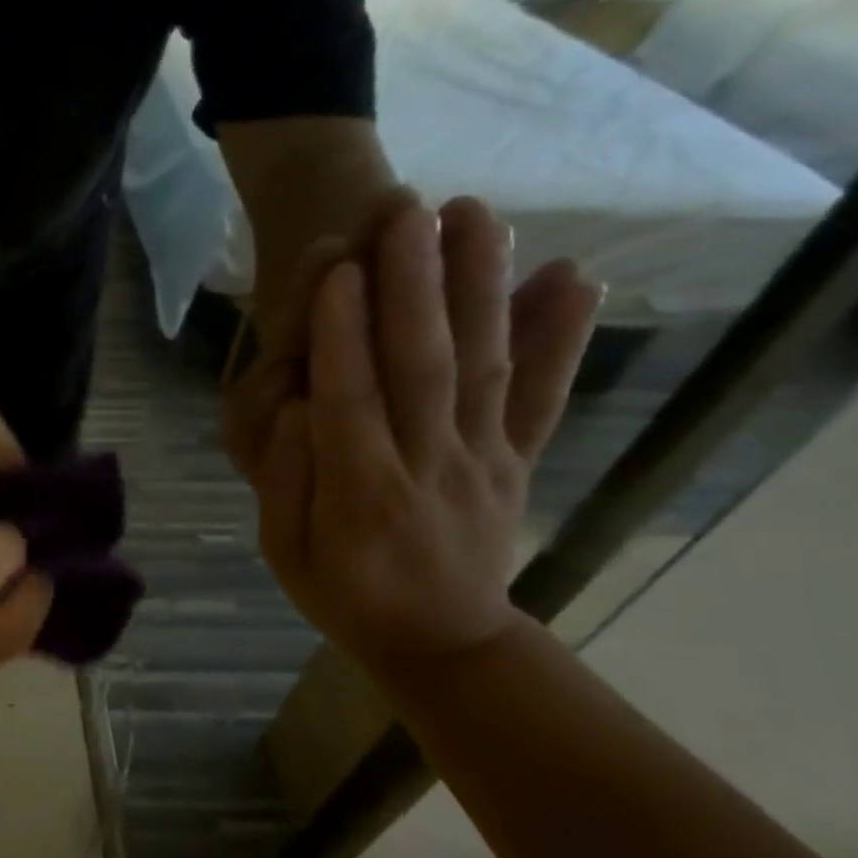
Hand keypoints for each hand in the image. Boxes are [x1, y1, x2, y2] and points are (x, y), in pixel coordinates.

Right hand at [228, 198, 601, 674]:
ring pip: (483, 365)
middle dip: (414, 285)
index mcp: (361, 494)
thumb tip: (297, 409)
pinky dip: (563, 336)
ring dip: (480, 287)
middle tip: (409, 214)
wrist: (443, 643)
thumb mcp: (284, 552)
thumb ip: (285, 481)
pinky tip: (573, 277)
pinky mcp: (518, 459)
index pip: (349, 400)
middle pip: (422, 366)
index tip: (341, 270)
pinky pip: (543, 397)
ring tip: (476, 217)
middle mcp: (429, 466)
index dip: (343, 335)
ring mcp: (484, 459)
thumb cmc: (343, 595)